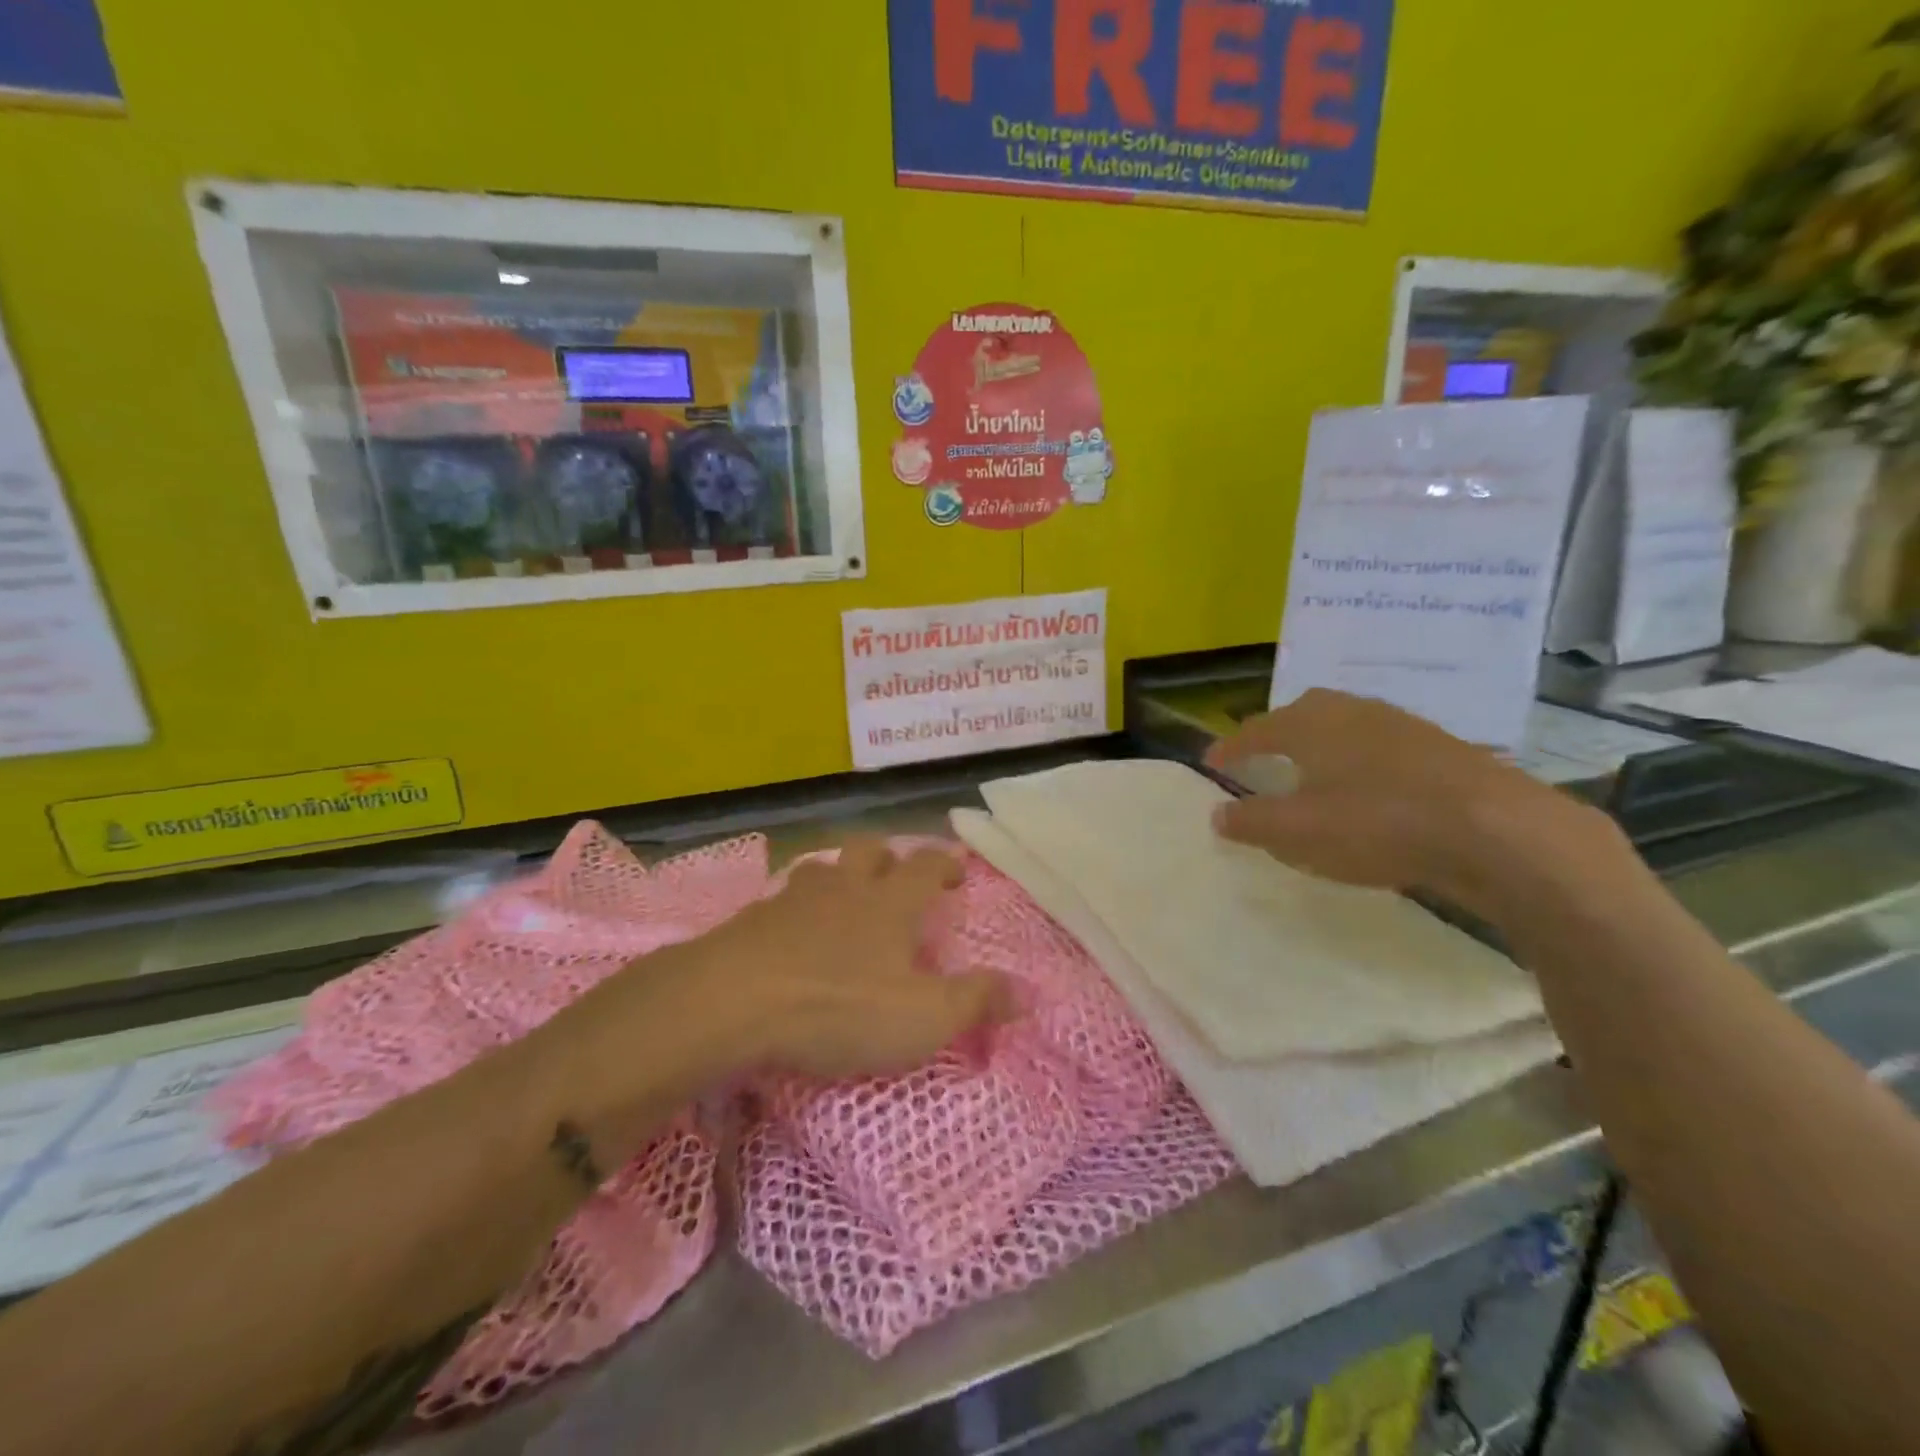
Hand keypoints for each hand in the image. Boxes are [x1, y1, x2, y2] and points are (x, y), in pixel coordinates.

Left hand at [700, 838, 1009, 1078]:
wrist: (734, 1002)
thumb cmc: (839, 1005)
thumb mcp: (922, 1016)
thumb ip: (976, 1001)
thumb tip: (1028, 992)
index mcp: (889, 903)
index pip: (925, 866)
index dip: (944, 864)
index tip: (955, 873)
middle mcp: (844, 888)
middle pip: (868, 850)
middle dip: (886, 857)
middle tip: (895, 879)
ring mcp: (793, 899)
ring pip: (821, 870)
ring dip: (837, 879)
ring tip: (842, 904)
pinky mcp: (751, 922)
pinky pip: (780, 903)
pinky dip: (794, 912)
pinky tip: (790, 938)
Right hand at [1206, 689, 1605, 914]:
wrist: (1497, 830)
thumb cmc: (1377, 822)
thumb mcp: (1298, 831)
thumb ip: (1252, 822)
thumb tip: (1217, 815)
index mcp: (1311, 724)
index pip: (1256, 730)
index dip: (1230, 747)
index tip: (1211, 763)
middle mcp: (1353, 712)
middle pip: (1304, 714)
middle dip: (1278, 734)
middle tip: (1263, 759)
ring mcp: (1403, 726)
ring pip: (1346, 728)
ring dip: (1322, 747)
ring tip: (1313, 775)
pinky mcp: (1442, 748)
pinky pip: (1382, 748)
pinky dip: (1361, 764)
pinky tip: (1369, 791)